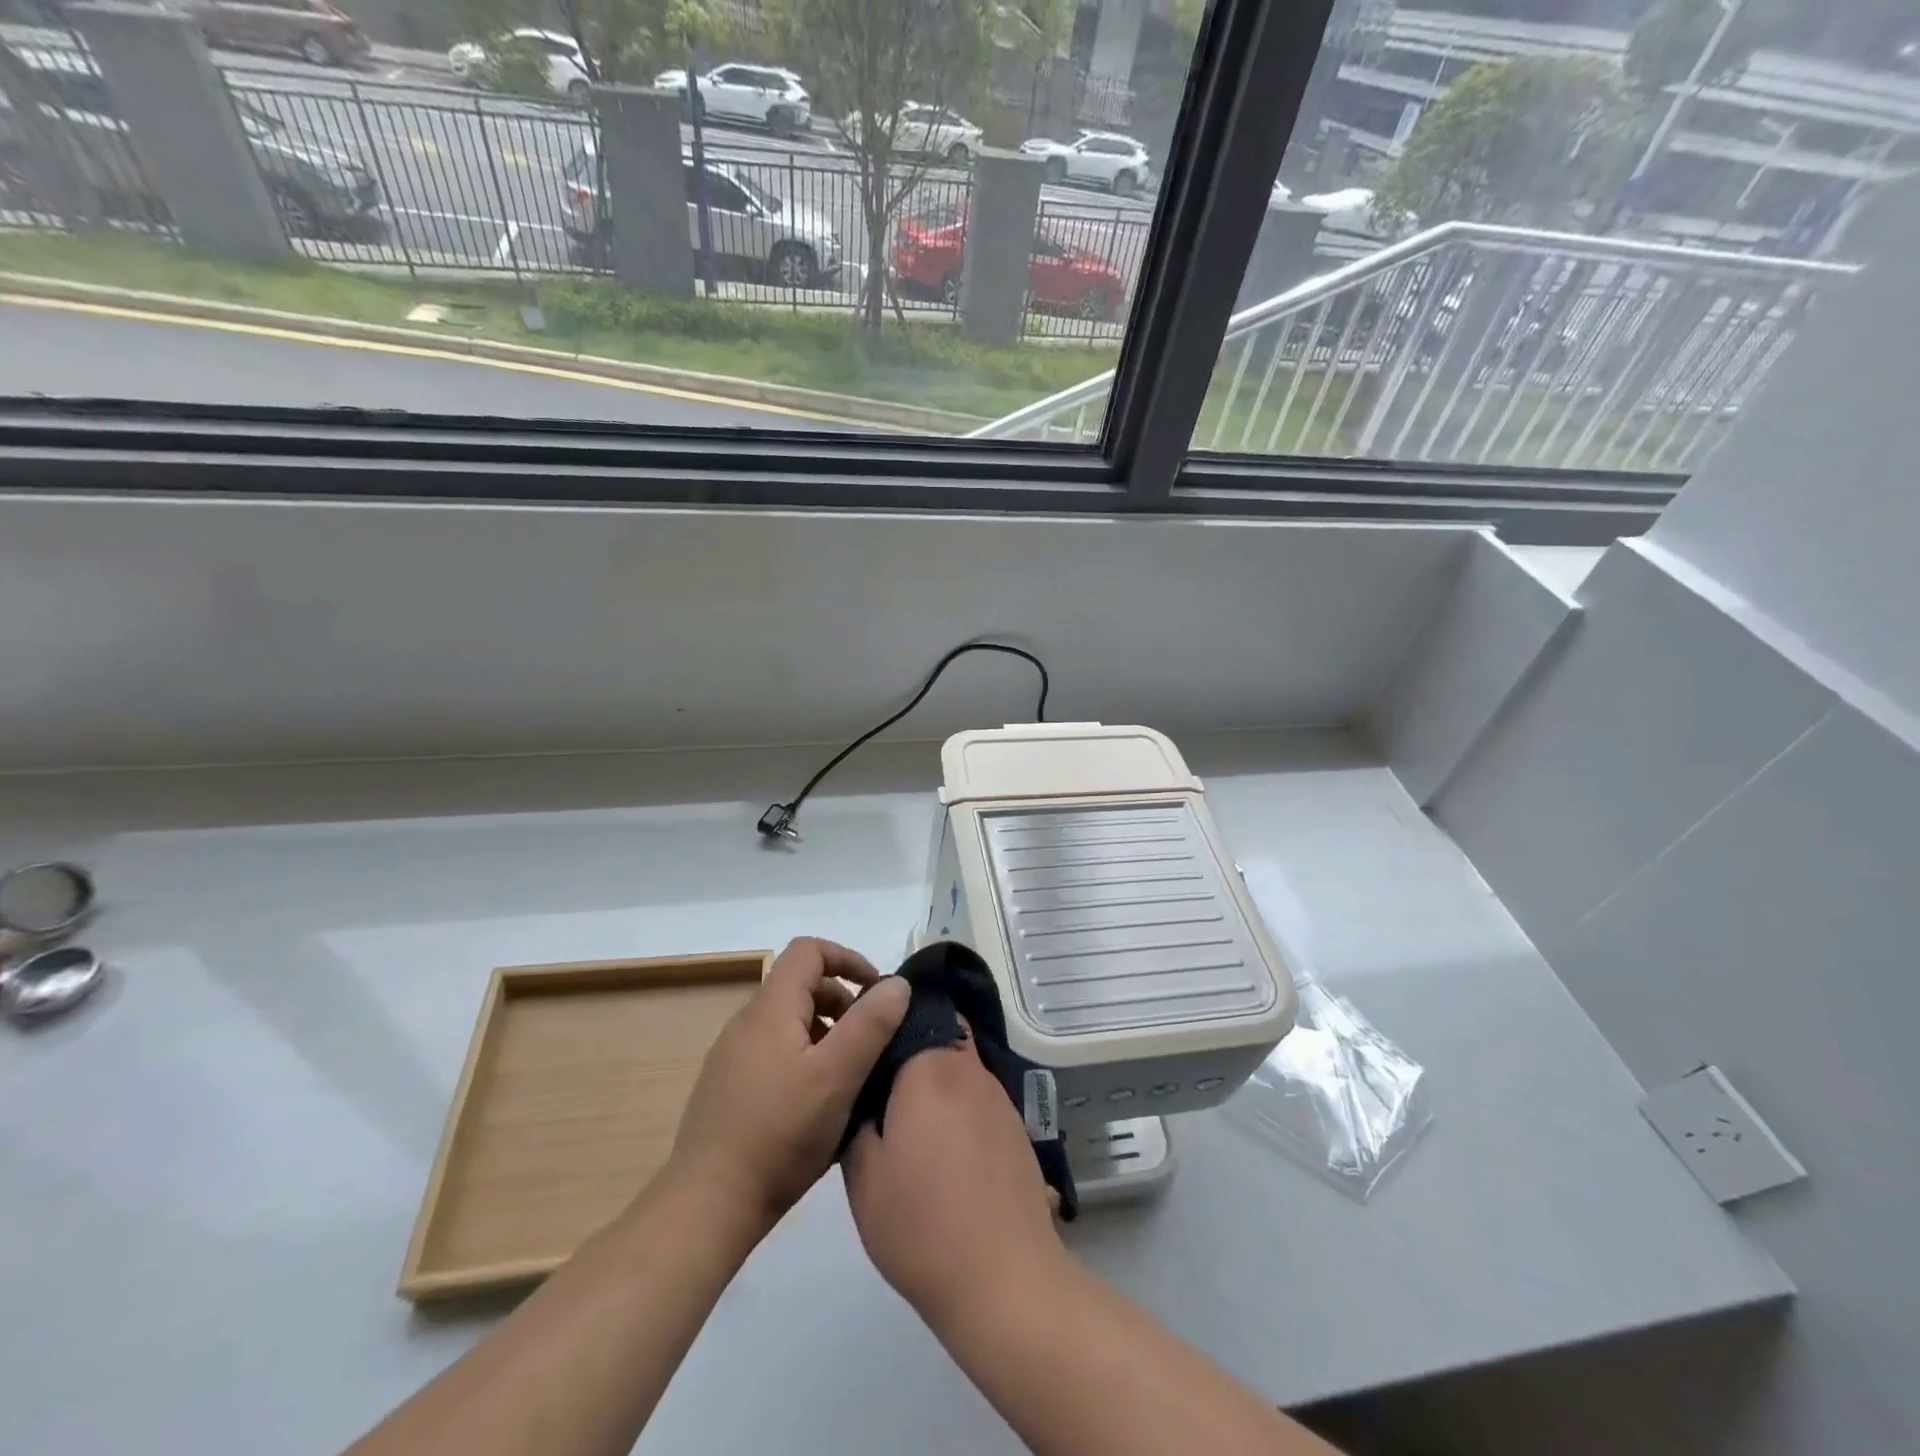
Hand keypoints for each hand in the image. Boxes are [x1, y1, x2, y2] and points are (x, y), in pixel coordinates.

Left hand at [667, 937, 909, 1235]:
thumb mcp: (838, 1076)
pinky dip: (804, 1057)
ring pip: (788, 1022)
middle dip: (842, 1001)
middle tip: (869, 1042)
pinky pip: (774, 1051)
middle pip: (800, 985)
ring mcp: (732, 1056)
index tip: (877, 993)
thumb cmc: (780, 1134)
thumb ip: (870, 1024)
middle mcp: (746, 1022)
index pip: (809, 951)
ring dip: (825, 1032)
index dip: (848, 959)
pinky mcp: (727, 1088)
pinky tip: (817, 1103)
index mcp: (770, 1008)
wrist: (708, 1205)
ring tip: (848, 1075)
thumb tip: (897, 983)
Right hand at [843, 1028, 1068, 1329]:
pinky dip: (959, 1108)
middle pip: (941, 1035)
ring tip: (910, 1122)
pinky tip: (945, 1152)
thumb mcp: (862, 1176)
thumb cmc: (921, 1225)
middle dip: (911, 1050)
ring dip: (937, 1081)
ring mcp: (999, 1098)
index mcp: (931, 1069)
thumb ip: (857, 1120)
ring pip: (960, 1068)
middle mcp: (970, 1070)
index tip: (864, 1043)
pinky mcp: (1016, 1129)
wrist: (1004, 1279)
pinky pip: (979, 1099)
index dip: (887, 1022)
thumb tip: (865, 1095)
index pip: (911, 1013)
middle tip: (881, 1084)